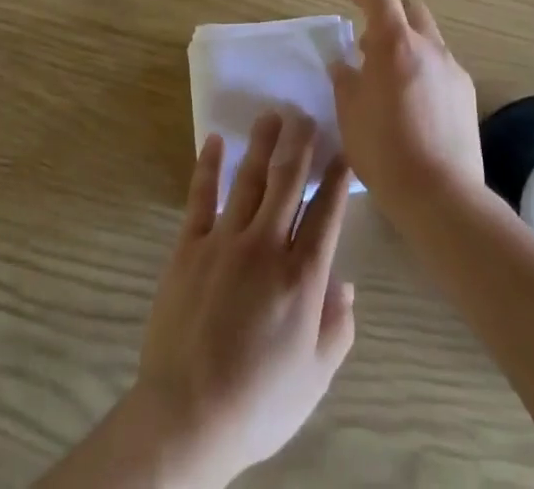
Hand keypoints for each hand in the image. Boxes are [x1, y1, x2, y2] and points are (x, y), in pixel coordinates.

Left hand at [127, 112, 355, 487]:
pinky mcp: (189, 246)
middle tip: (307, 116)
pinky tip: (214, 141)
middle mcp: (266, 245)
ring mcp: (224, 241)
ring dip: (262, 144)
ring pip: (248, 179)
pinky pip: (201, 197)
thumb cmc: (259, 403)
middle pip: (288, 182)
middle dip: (300, 146)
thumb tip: (346, 285)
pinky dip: (207, 166)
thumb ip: (337, 328)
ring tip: (272, 115)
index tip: (343, 151)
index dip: (336, 178)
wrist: (187, 416)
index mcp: (302, 277)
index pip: (326, 213)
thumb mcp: (314, 378)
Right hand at [330, 0, 482, 214]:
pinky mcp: (468, 94)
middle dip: (392, 16)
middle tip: (372, 44)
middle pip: (412, 9)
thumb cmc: (384, 150)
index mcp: (395, 43)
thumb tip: (343, 65)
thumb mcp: (349, 113)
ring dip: (409, 45)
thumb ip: (345, 80)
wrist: (441, 195)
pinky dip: (425, 69)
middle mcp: (428, 46)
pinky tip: (415, 103)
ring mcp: (452, 69)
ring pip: (429, 39)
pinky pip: (442, 67)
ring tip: (392, 78)